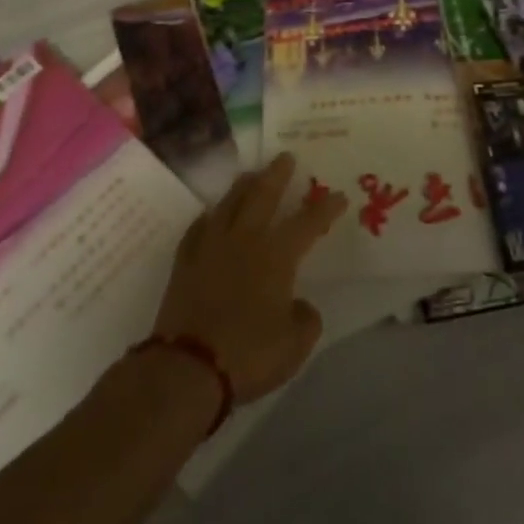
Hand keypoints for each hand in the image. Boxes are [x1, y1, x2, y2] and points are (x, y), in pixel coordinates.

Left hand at [152, 153, 346, 402]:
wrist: (187, 367)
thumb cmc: (247, 355)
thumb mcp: (294, 346)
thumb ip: (305, 319)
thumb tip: (300, 304)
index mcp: (276, 256)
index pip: (308, 223)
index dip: (325, 208)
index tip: (338, 195)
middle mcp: (245, 239)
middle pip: (263, 195)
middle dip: (277, 174)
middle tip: (286, 156)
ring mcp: (212, 246)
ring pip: (230, 202)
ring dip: (244, 185)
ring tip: (252, 174)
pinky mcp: (185, 260)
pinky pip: (199, 226)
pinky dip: (210, 216)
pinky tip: (212, 214)